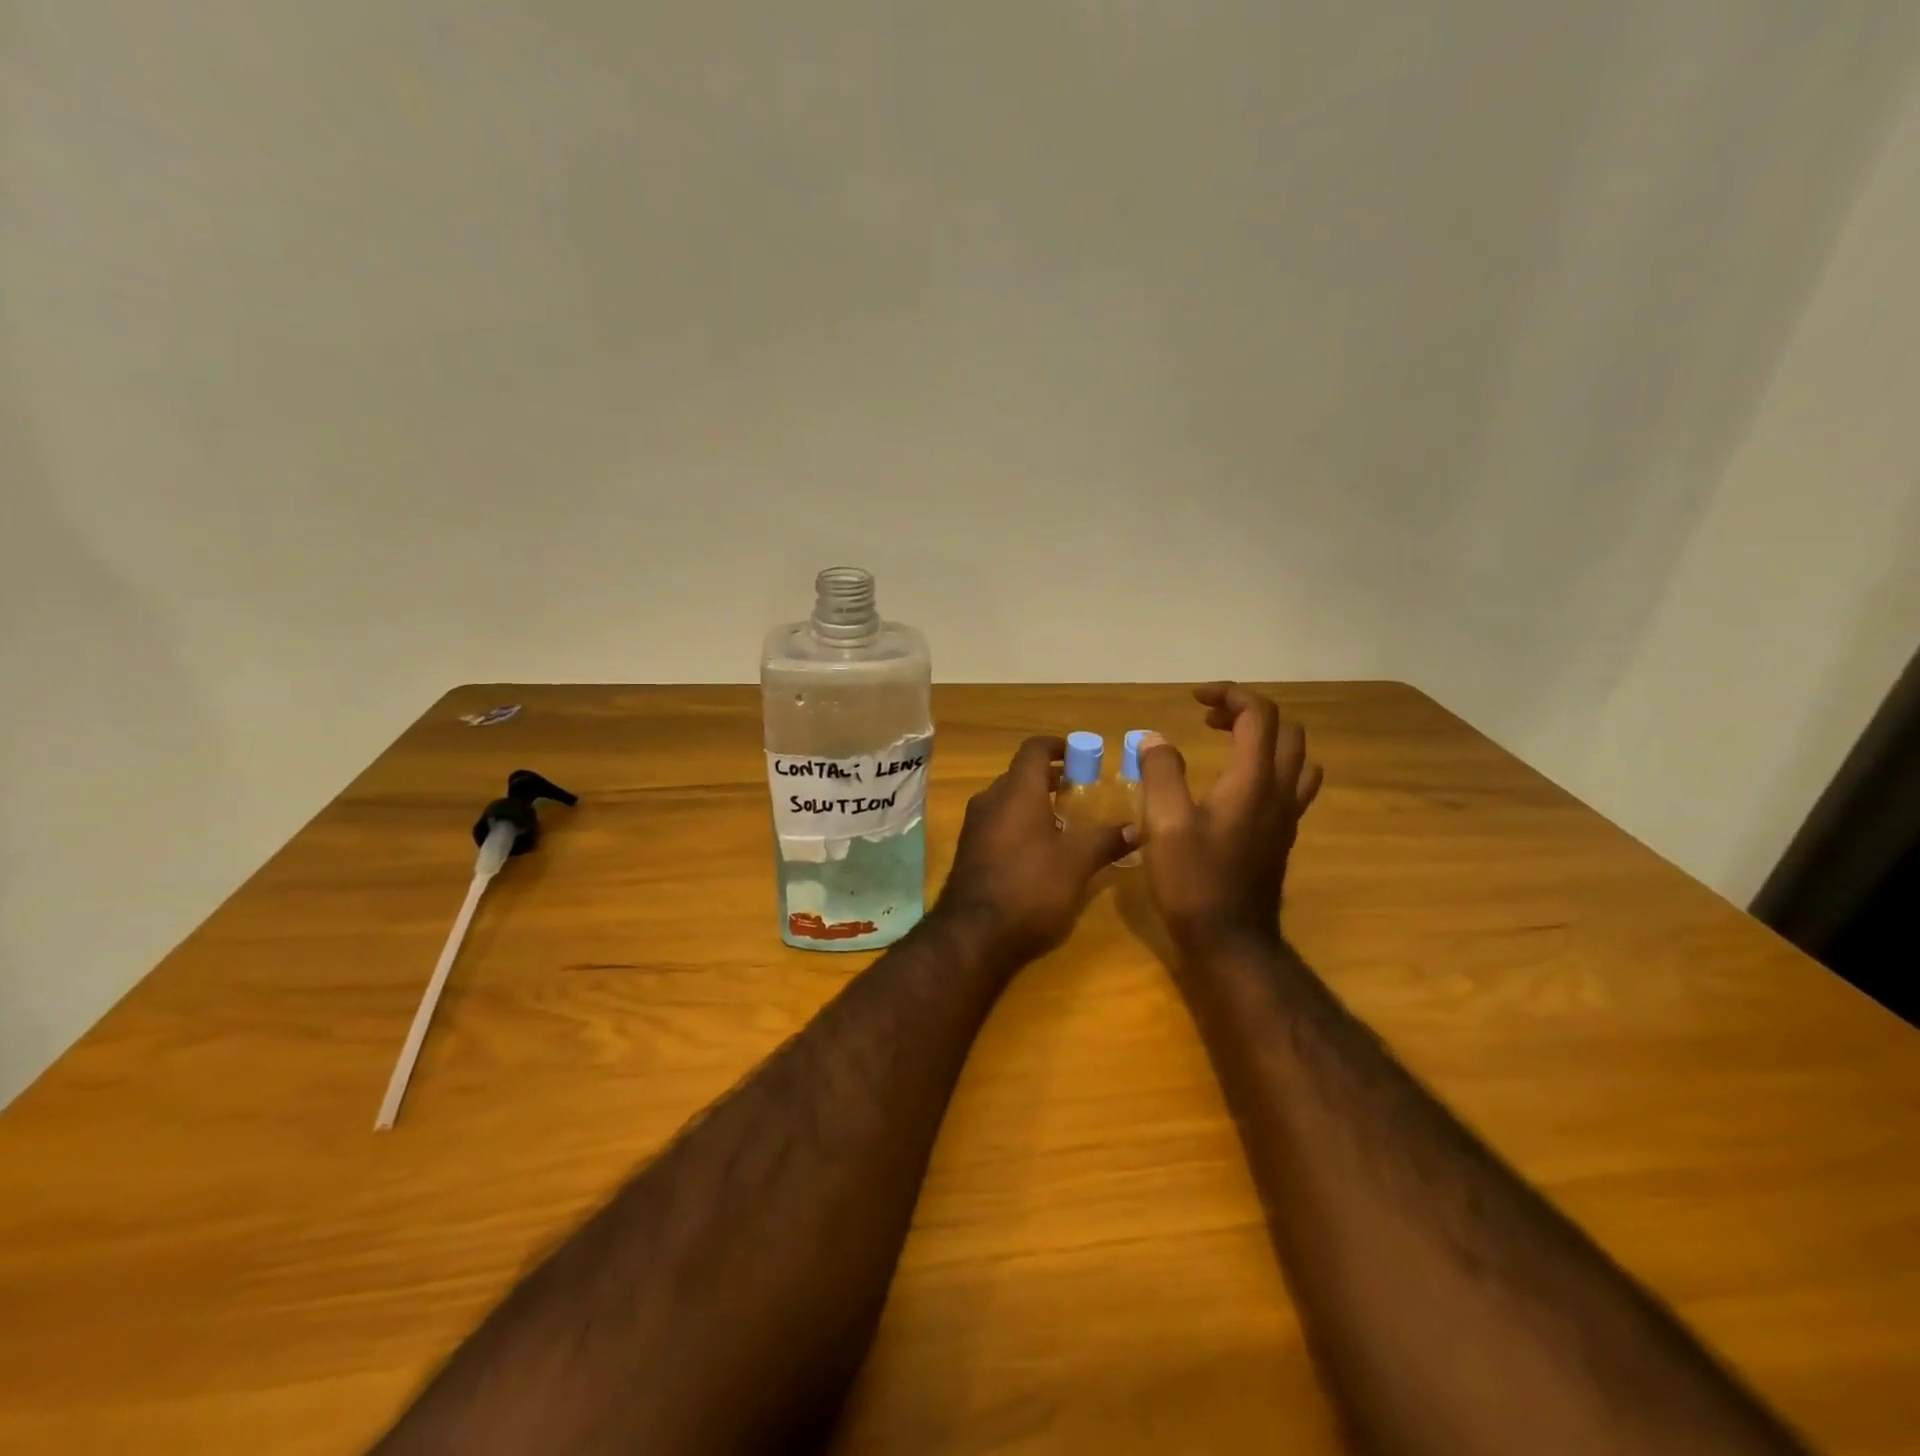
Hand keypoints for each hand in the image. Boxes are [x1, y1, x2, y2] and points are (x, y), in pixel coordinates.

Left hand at [935, 735, 1130, 961]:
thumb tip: (1137, 828)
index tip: (1080, 753)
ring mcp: (976, 826)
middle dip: (1051, 778)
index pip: (1034, 749)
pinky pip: (998, 824)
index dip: (1057, 745)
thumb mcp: (1076, 863)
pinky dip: (1021, 825)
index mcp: (1016, 791)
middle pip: (1021, 775)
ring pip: (1008, 801)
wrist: (973, 934)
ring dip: (1036, 803)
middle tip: (1082, 790)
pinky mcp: (970, 851)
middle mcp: (991, 800)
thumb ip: (1105, 840)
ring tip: (1067, 821)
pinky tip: (1042, 850)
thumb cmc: (1030, 887)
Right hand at [1138, 684, 1323, 951]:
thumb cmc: (1194, 880)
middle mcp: (1280, 790)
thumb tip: (1156, 739)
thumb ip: (1161, 772)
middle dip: (1246, 712)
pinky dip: (1271, 765)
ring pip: (1295, 756)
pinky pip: (1293, 783)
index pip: (1259, 714)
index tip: (1194, 699)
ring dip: (1265, 737)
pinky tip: (1238, 783)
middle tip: (1207, 720)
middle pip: (1284, 729)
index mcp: (1254, 780)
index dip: (1230, 694)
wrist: (1231, 939)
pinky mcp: (1283, 834)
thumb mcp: (1164, 823)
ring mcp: (1287, 814)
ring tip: (1228, 742)